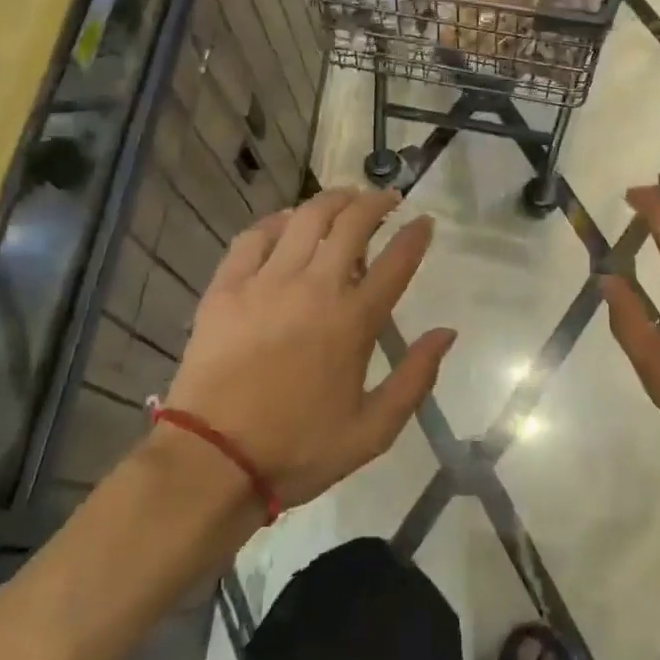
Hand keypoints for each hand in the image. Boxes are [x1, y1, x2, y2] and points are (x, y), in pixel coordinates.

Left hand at [161, 189, 454, 510]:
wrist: (212, 461)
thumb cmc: (298, 449)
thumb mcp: (372, 431)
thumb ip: (415, 378)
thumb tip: (447, 333)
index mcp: (353, 321)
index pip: (396, 261)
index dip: (415, 235)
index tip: (424, 221)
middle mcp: (315, 288)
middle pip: (352, 224)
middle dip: (376, 203)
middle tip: (386, 200)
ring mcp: (267, 282)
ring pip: (306, 219)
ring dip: (332, 200)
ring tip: (345, 198)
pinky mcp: (227, 287)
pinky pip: (255, 237)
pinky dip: (276, 221)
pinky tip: (286, 222)